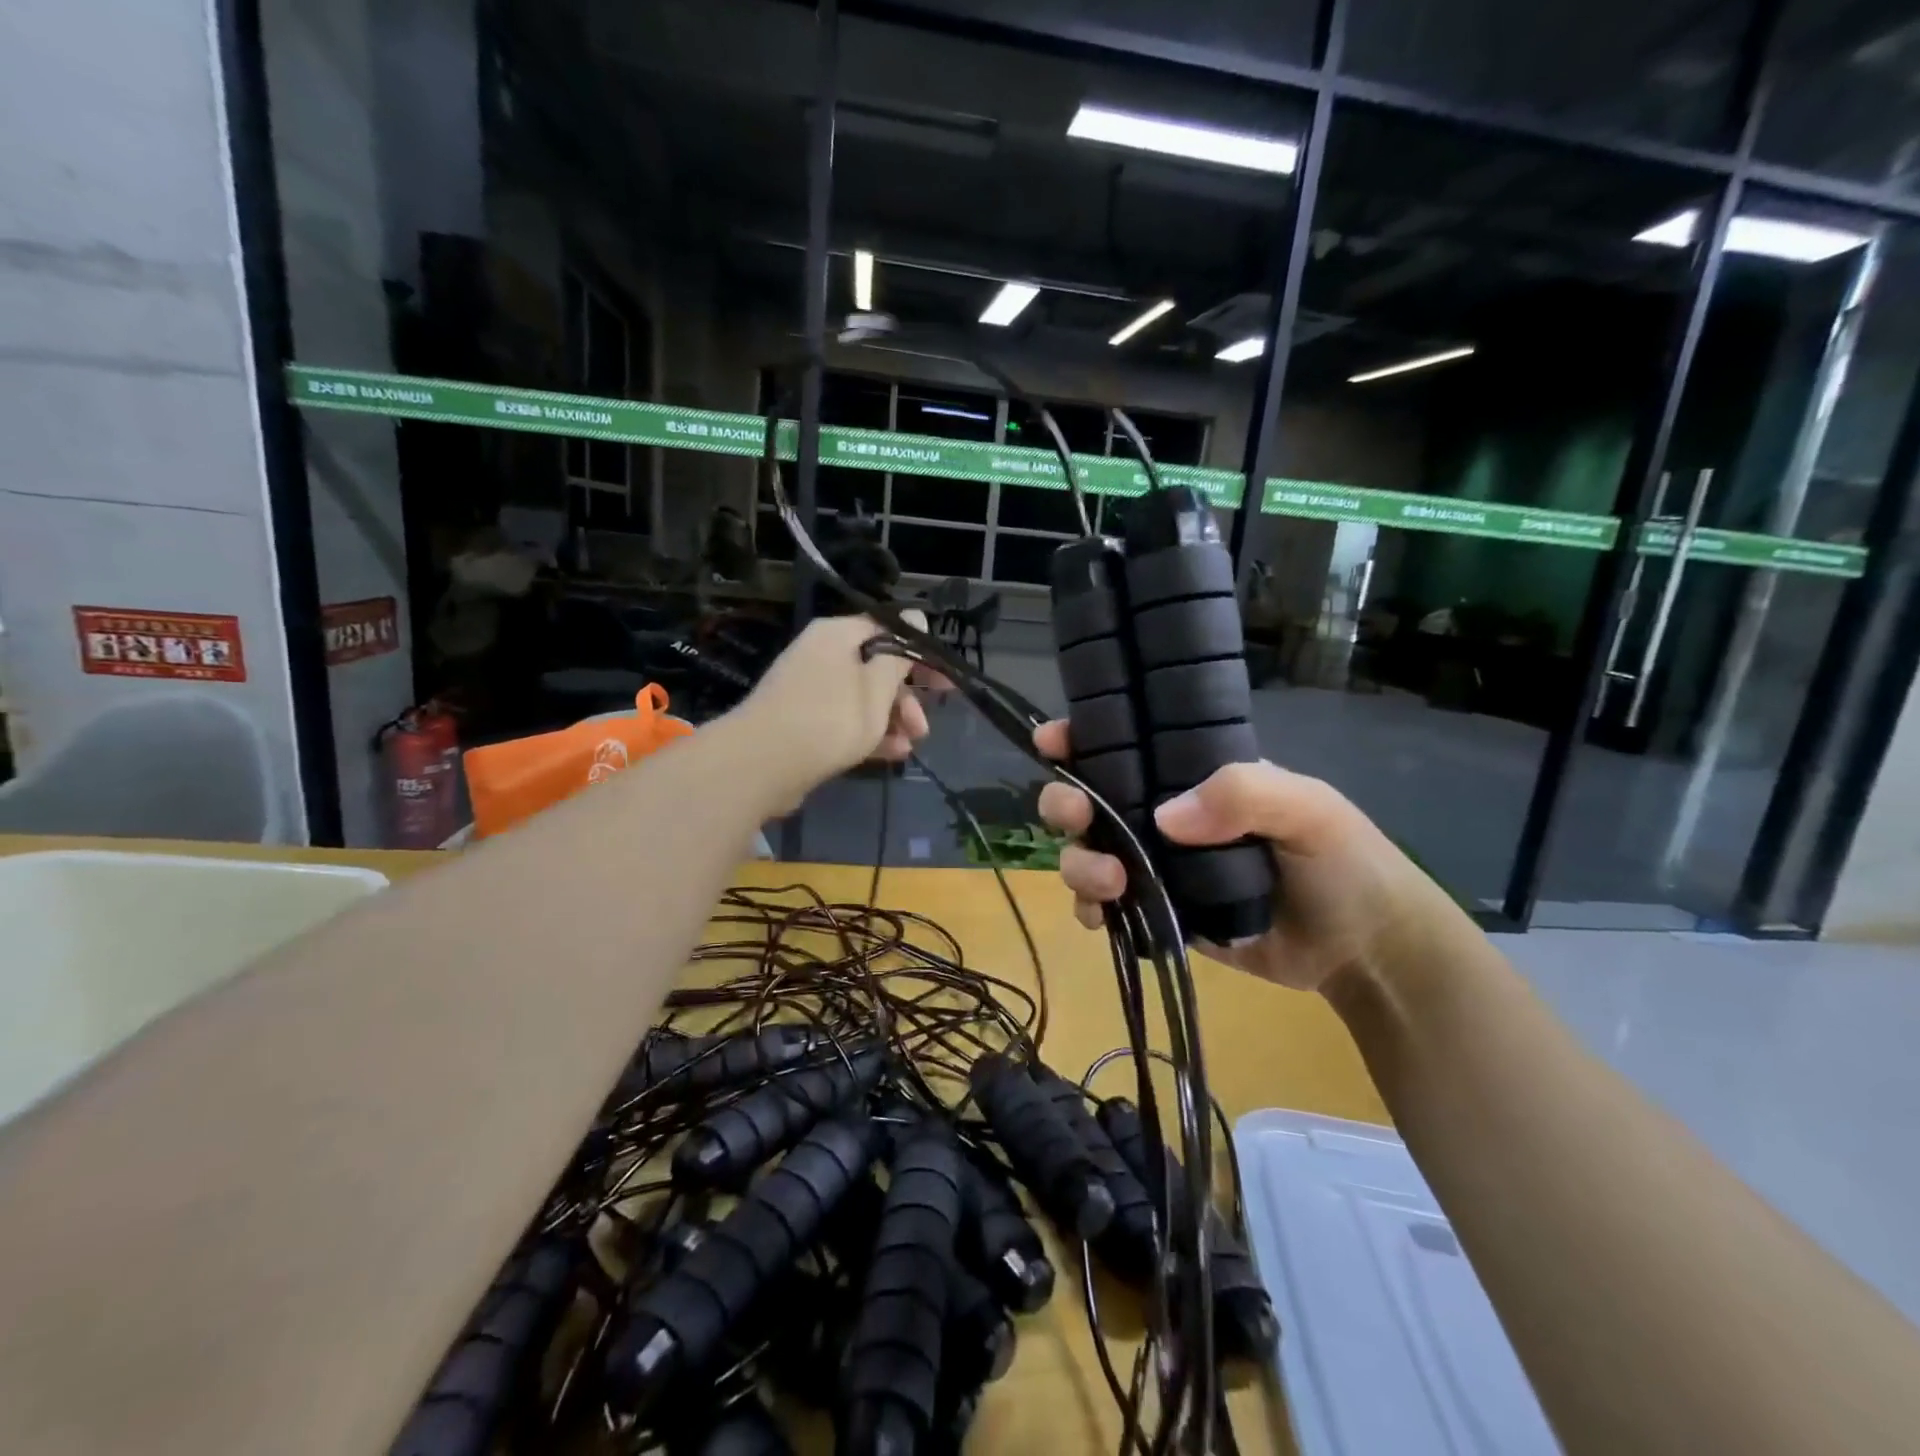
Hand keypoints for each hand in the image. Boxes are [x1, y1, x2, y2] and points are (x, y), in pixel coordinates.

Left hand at [735, 612, 934, 805]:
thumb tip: (916, 616)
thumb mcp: (877, 687)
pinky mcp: (802, 721)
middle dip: (906, 696)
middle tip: (925, 724)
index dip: (920, 653)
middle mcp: (822, 654)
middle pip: (876, 666)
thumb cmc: (830, 717)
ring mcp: (809, 689)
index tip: (942, 680)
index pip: (888, 629)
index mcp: (838, 634)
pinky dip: (869, 733)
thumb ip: (900, 655)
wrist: (762, 764)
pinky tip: (893, 754)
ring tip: (912, 744)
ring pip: (862, 697)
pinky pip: (844, 719)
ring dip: (892, 719)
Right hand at [1033, 721, 1462, 994]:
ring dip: (1078, 863)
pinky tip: (1103, 916)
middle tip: (1077, 817)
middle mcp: (1163, 815)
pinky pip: (1103, 908)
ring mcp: (1156, 867)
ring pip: (1085, 854)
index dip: (1082, 738)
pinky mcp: (1156, 916)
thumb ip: (1243, 794)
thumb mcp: (1307, 808)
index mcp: (1192, 775)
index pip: (1126, 744)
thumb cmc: (1344, 863)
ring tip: (1112, 882)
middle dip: (1065, 803)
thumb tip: (1163, 818)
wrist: (1363, 951)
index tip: (1052, 740)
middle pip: (1088, 800)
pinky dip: (1089, 909)